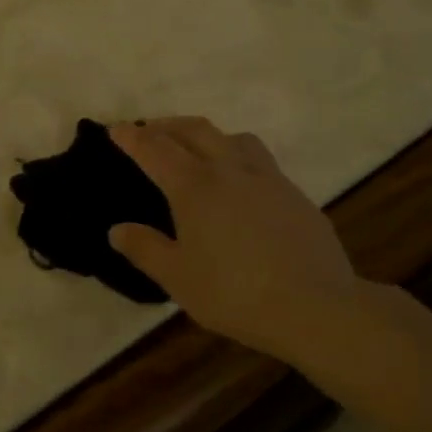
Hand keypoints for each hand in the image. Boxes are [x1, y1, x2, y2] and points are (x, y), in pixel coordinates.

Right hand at [108, 118, 365, 368]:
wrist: (315, 305)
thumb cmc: (235, 294)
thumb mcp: (179, 278)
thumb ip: (145, 249)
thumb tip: (117, 229)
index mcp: (194, 187)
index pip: (155, 150)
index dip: (132, 137)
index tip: (116, 128)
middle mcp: (229, 169)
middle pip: (194, 130)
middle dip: (167, 126)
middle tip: (150, 131)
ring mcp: (267, 177)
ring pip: (233, 137)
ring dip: (207, 135)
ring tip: (198, 148)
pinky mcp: (293, 193)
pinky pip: (260, 159)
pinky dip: (238, 156)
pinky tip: (241, 183)